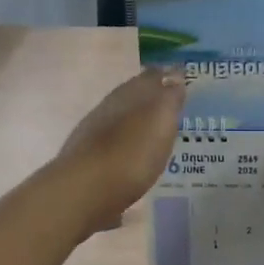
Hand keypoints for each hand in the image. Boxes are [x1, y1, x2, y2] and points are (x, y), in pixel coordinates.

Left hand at [50, 66, 186, 235]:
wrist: (84, 192)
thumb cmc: (131, 153)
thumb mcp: (160, 121)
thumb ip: (169, 98)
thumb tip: (175, 72)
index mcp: (127, 97)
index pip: (149, 78)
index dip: (165, 77)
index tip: (179, 77)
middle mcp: (106, 112)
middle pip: (130, 99)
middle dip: (148, 100)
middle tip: (168, 105)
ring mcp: (92, 139)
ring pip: (117, 125)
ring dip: (134, 127)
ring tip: (152, 136)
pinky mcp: (87, 167)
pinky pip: (111, 153)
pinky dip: (124, 153)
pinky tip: (131, 165)